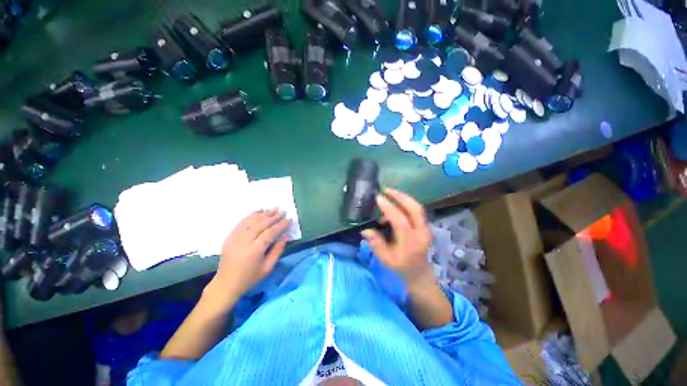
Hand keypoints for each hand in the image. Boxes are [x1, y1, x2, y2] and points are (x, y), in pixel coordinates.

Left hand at [205, 209, 290, 306]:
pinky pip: (241, 222)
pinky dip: (251, 215)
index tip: (289, 220)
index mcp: (254, 251)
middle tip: (283, 211)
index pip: (270, 233)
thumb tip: (287, 236)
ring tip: (274, 208)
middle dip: (273, 217)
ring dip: (264, 214)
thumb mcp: (268, 267)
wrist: (226, 284)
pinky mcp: (230, 237)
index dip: (280, 225)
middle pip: (260, 224)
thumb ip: (278, 250)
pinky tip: (259, 211)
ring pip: (251, 221)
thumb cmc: (250, 278)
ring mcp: (235, 238)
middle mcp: (244, 242)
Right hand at [361, 188, 432, 287]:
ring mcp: (426, 228)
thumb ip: (375, 243)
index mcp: (411, 242)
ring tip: (388, 196)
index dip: (388, 207)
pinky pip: (415, 210)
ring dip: (403, 198)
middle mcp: (421, 232)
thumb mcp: (386, 259)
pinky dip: (405, 205)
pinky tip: (394, 208)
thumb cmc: (402, 267)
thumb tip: (365, 229)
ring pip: (416, 207)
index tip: (378, 197)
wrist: (420, 274)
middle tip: (386, 189)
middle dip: (400, 196)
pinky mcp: (425, 226)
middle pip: (414, 208)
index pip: (400, 220)